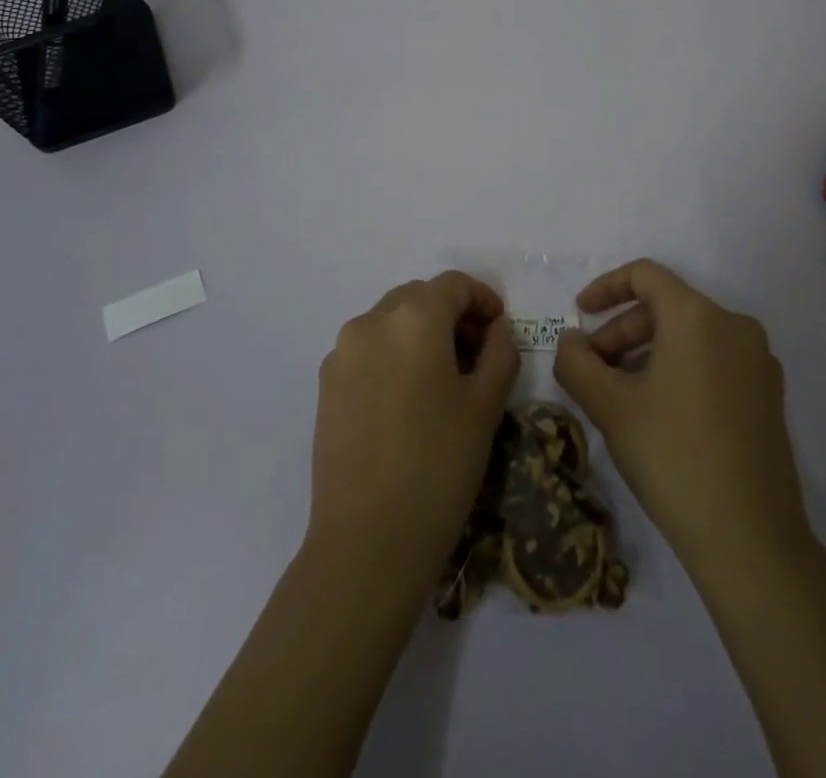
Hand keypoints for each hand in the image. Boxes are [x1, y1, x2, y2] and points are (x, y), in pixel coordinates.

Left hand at [307, 272, 519, 587]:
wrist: (367, 541)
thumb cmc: (439, 466)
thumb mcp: (485, 406)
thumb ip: (499, 352)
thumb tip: (495, 329)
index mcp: (414, 317)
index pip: (453, 284)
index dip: (482, 298)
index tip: (500, 328)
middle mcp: (371, 321)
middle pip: (419, 297)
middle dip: (451, 314)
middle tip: (477, 353)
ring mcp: (342, 353)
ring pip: (390, 321)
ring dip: (420, 333)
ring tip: (443, 378)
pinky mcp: (325, 384)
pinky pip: (367, 350)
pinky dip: (392, 355)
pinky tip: (407, 400)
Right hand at [553, 260, 812, 576]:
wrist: (751, 540)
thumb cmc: (673, 457)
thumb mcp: (610, 407)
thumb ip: (577, 363)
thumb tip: (570, 341)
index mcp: (699, 316)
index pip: (646, 275)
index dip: (606, 287)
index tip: (578, 313)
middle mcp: (735, 326)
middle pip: (667, 307)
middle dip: (622, 331)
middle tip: (592, 369)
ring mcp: (759, 362)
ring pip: (690, 336)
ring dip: (647, 352)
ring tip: (620, 394)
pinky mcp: (769, 395)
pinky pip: (714, 360)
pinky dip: (679, 369)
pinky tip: (659, 412)